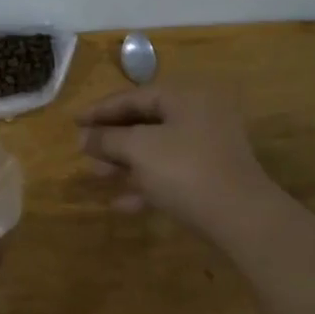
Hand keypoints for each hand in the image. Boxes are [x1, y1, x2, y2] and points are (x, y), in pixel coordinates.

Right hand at [77, 86, 277, 236]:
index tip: (73, 122)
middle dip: (112, 139)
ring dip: (125, 162)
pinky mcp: (210, 176)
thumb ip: (108, 139)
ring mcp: (207, 147)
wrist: (240, 217)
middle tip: (84, 151)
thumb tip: (84, 137)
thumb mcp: (139, 149)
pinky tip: (121, 204)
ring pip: (156, 149)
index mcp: (185, 96)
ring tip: (97, 175)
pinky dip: (145, 183)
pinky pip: (170, 173)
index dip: (100, 110)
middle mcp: (199, 115)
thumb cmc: (185, 170)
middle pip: (145, 122)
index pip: (134, 96)